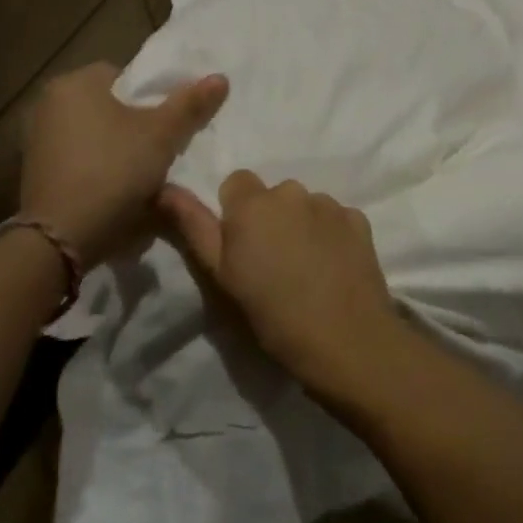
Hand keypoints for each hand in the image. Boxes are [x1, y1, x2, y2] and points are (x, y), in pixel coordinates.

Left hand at [18, 63, 227, 268]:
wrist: (61, 239)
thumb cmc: (113, 170)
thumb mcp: (162, 135)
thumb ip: (190, 104)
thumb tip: (220, 77)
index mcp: (74, 83)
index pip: (124, 76)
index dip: (152, 97)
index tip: (169, 122)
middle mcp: (48, 103)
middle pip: (109, 105)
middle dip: (135, 123)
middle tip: (163, 145)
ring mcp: (37, 140)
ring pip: (95, 134)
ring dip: (118, 147)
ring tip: (146, 170)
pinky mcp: (35, 172)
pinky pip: (79, 158)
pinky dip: (99, 167)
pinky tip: (118, 188)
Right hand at [159, 171, 402, 398]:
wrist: (346, 339)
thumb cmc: (272, 315)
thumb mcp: (221, 275)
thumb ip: (193, 225)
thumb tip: (165, 187)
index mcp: (253, 203)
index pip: (236, 182)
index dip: (235, 213)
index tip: (241, 247)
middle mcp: (292, 191)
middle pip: (273, 195)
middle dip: (270, 219)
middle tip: (272, 264)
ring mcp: (329, 203)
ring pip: (305, 205)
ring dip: (300, 225)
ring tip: (305, 269)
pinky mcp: (358, 218)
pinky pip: (335, 218)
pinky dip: (330, 234)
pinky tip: (332, 268)